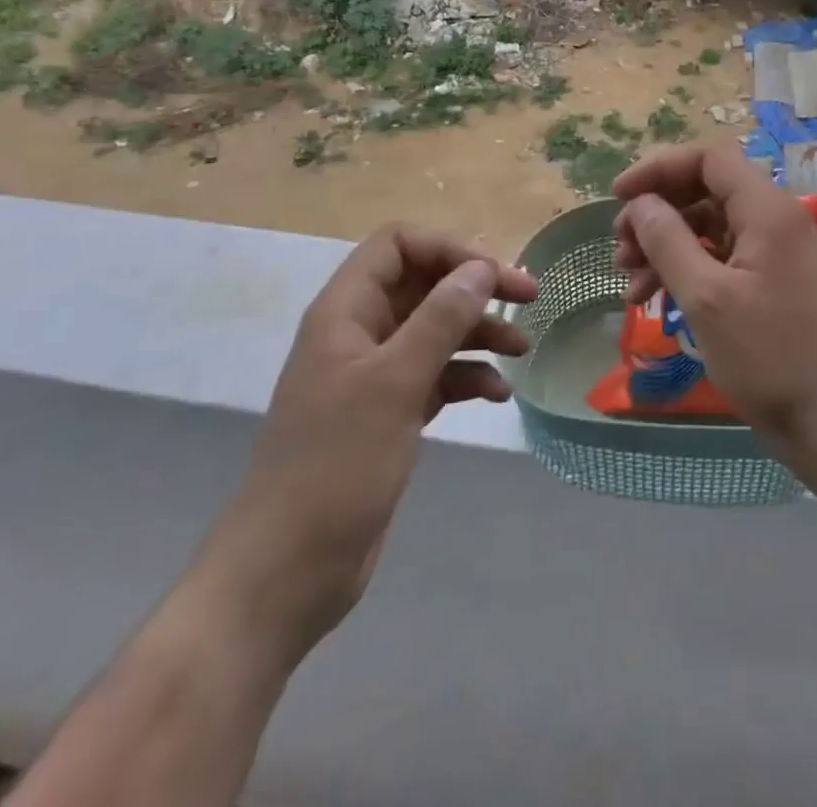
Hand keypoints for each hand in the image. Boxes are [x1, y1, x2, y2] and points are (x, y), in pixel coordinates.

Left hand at [188, 226, 535, 663]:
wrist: (288, 571)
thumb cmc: (335, 466)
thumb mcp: (394, 383)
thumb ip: (440, 319)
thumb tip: (481, 267)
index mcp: (345, 312)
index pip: (398, 245)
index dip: (448, 248)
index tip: (496, 274)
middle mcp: (359, 333)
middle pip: (423, 284)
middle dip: (474, 287)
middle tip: (528, 297)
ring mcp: (374, 376)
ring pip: (435, 329)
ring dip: (479, 331)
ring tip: (522, 348)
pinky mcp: (389, 413)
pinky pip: (436, 375)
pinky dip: (468, 376)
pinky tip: (497, 394)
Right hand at [611, 142, 816, 442]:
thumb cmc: (765, 356)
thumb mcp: (705, 297)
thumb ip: (668, 241)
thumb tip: (640, 203)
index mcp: (767, 210)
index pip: (709, 159)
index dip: (660, 168)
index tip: (619, 196)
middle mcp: (773, 218)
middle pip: (704, 189)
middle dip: (657, 212)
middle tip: (620, 246)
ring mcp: (772, 248)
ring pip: (706, 224)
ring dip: (664, 243)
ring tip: (629, 279)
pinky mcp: (766, 276)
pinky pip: (717, 254)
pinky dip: (683, 267)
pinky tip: (650, 296)